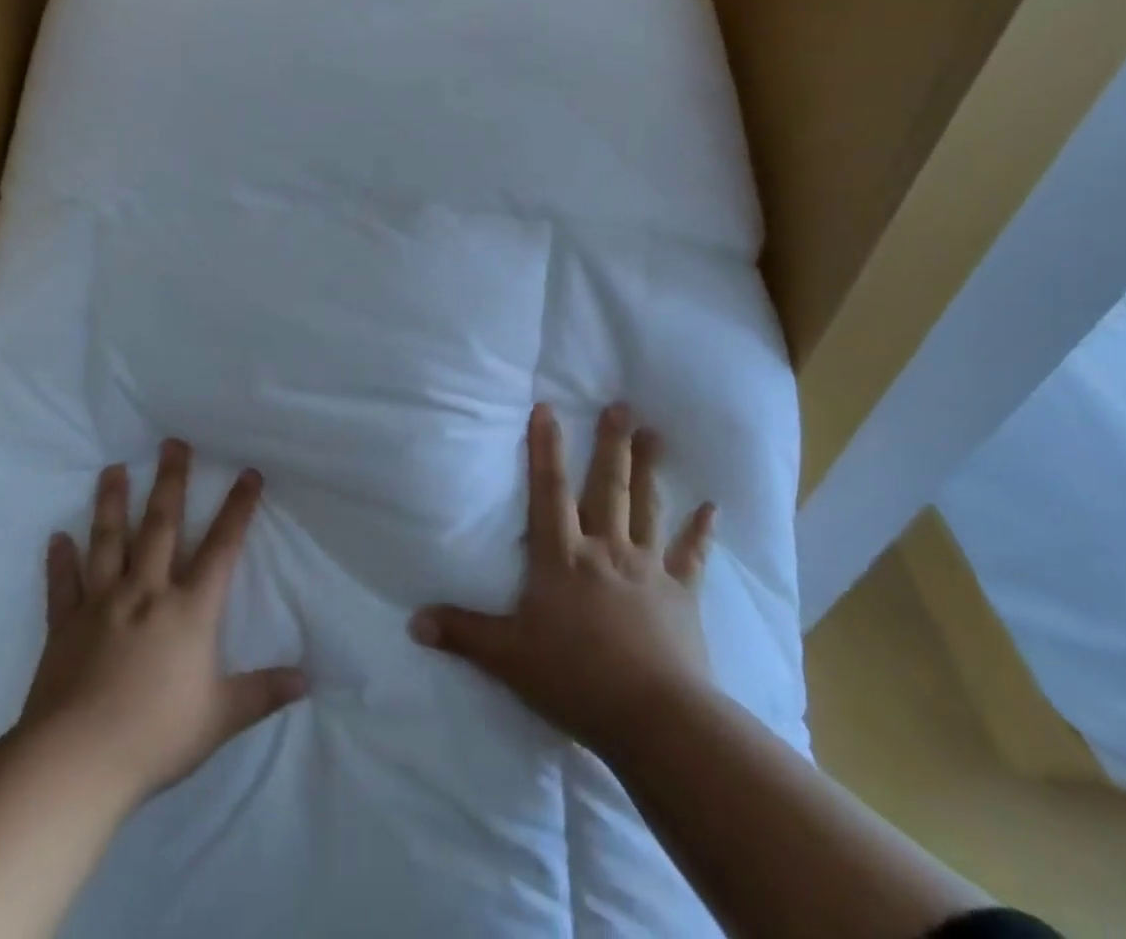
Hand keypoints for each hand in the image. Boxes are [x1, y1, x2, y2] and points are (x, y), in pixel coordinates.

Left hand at [23, 441, 307, 800]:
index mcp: (188, 610)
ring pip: (109, 541)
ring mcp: (102, 604)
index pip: (221, 547)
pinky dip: (60, 561)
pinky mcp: (65, 626)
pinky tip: (57, 538)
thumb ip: (263, 692)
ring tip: (113, 469)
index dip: (238, 508)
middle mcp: (146, 592)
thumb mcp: (220, 717)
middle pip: (161, 525)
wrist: (76, 762)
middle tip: (172, 443)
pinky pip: (63, 585)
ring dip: (112, 502)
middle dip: (171, 481)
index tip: (248, 473)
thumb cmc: (155, 735)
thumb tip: (308, 679)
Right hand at [411, 402, 716, 756]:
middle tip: (621, 405)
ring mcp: (647, 569)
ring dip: (650, 470)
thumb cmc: (576, 679)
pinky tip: (712, 508)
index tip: (548, 407)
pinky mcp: (681, 595)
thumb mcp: (508, 657)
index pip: (548, 491)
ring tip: (655, 434)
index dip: (545, 448)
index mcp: (562, 557)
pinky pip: (691, 556)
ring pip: (647, 508)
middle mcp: (605, 550)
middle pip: (607, 487)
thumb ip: (463, 633)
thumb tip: (412, 621)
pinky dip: (701, 531)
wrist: (655, 719)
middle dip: (611, 444)